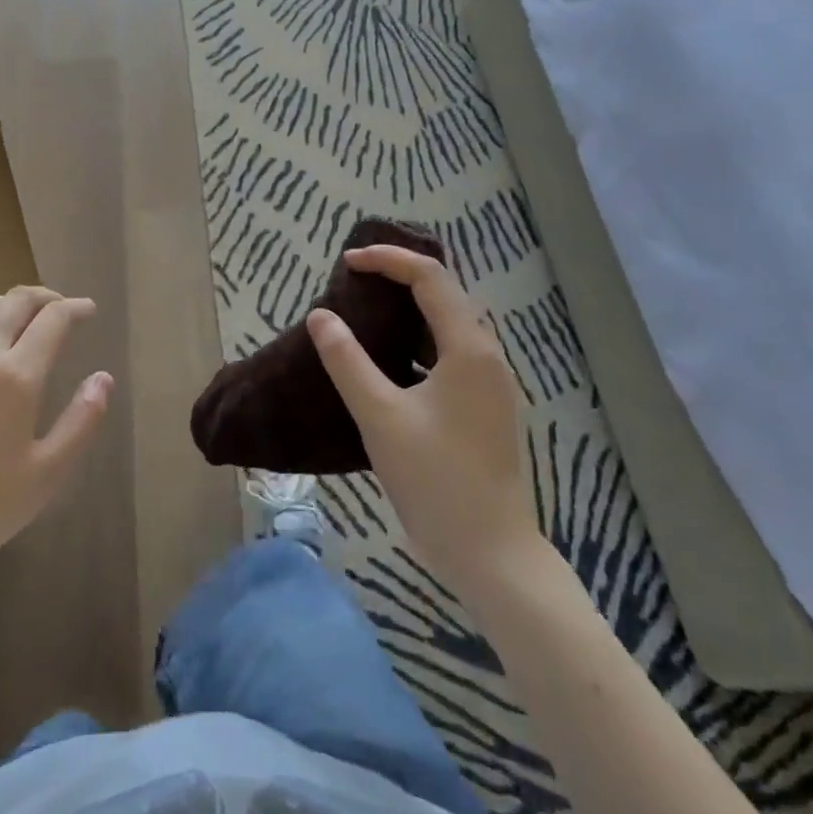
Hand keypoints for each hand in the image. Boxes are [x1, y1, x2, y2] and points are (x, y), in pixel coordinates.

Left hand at [0, 286, 112, 586]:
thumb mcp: (48, 473)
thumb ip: (82, 420)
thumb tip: (103, 378)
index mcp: (15, 376)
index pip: (52, 319)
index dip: (75, 308)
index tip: (88, 311)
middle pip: (15, 301)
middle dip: (44, 297)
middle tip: (61, 308)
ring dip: (8, 303)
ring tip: (23, 318)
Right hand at [307, 245, 539, 582]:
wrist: (492, 553)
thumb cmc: (436, 480)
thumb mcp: (380, 416)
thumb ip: (347, 361)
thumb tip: (320, 316)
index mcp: (469, 349)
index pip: (430, 278)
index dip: (388, 260)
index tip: (346, 262)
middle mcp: (488, 356)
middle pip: (447, 293)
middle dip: (402, 275)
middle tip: (356, 278)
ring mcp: (491, 384)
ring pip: (452, 323)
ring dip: (413, 306)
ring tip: (369, 308)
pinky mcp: (486, 407)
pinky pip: (452, 352)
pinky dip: (421, 338)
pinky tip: (393, 359)